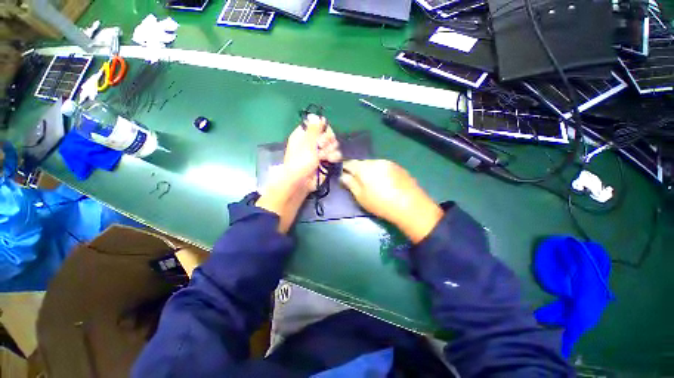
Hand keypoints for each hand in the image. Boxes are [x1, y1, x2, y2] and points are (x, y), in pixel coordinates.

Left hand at [257, 114, 341, 232]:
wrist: (302, 183)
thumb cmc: (300, 162)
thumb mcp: (306, 144)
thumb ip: (313, 129)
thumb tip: (317, 115)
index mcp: (304, 134)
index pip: (318, 124)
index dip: (322, 129)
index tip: (320, 136)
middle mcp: (313, 141)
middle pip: (328, 133)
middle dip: (327, 141)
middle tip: (321, 148)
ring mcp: (320, 151)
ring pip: (333, 143)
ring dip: (330, 150)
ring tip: (323, 157)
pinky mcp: (326, 160)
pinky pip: (335, 153)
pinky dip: (333, 157)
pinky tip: (329, 161)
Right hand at [340, 160, 443, 242]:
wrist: (411, 207)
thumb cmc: (381, 204)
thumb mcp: (361, 197)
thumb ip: (350, 184)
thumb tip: (343, 176)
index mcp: (364, 168)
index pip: (349, 163)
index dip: (344, 168)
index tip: (343, 175)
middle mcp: (376, 161)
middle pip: (362, 163)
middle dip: (357, 170)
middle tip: (357, 182)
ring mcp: (389, 163)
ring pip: (373, 164)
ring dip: (369, 171)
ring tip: (371, 183)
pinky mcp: (398, 167)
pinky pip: (383, 167)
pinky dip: (379, 172)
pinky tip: (383, 183)